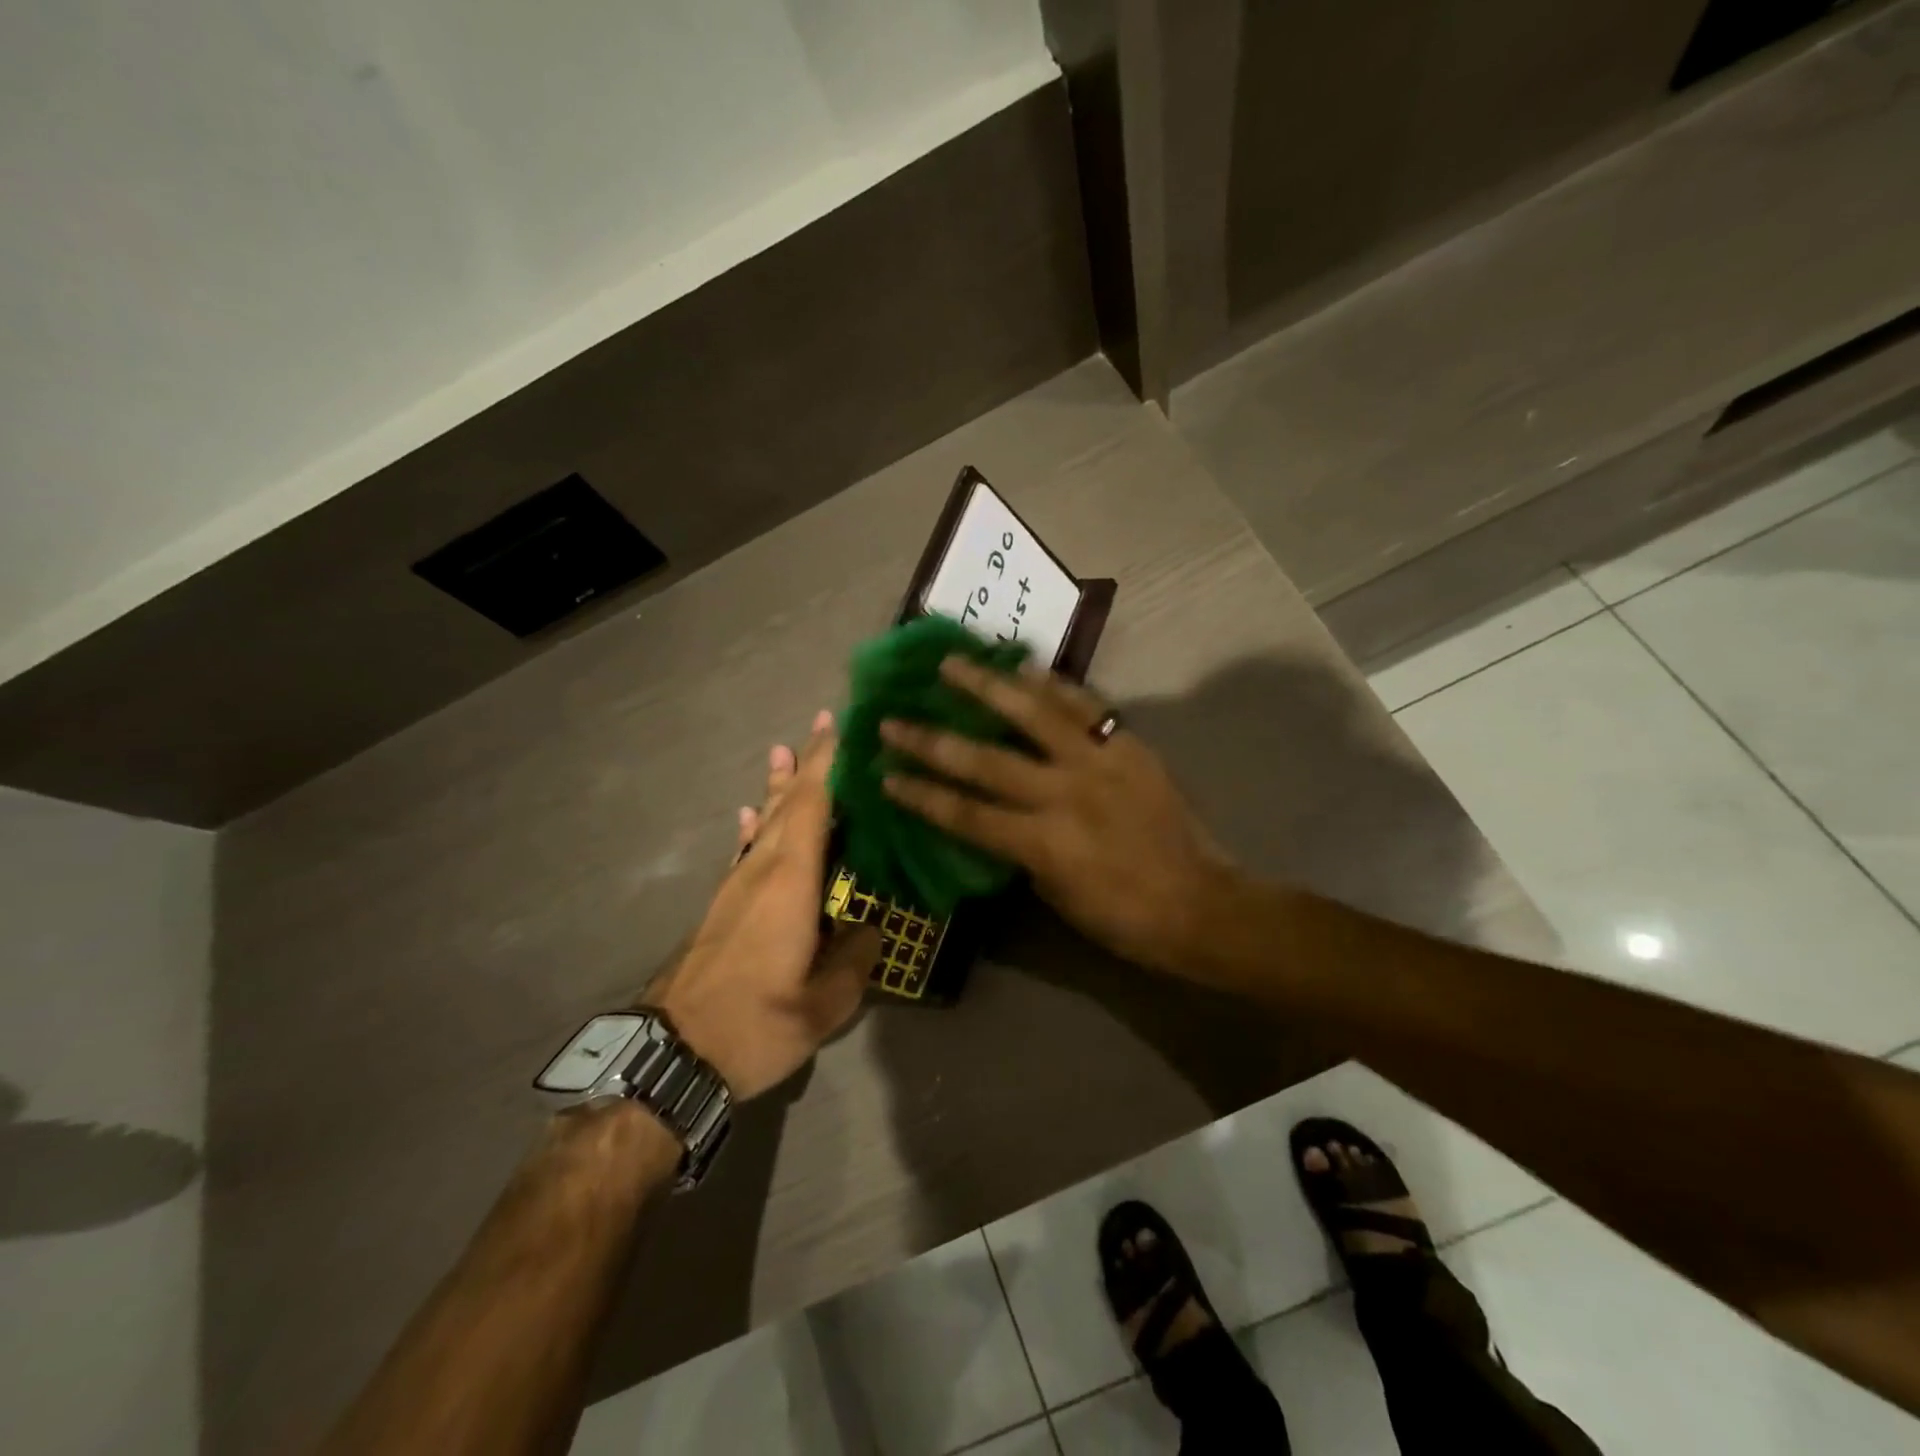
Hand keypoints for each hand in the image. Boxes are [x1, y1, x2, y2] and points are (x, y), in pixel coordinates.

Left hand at [643, 711, 879, 1100]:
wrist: (673, 1054)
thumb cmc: (754, 1026)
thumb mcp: (822, 1005)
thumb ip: (855, 961)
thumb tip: (871, 928)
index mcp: (790, 883)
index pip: (812, 806)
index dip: (827, 764)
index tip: (841, 727)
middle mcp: (762, 871)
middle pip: (788, 804)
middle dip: (807, 762)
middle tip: (823, 723)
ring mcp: (737, 885)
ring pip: (765, 821)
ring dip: (779, 785)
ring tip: (783, 751)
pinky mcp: (724, 904)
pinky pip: (745, 848)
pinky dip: (754, 824)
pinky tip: (751, 813)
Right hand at [878, 659, 1234, 974]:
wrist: (1200, 904)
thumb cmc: (1122, 917)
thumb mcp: (1055, 894)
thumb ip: (1019, 850)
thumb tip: (994, 816)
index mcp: (1041, 843)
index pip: (964, 813)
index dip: (920, 794)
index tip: (884, 773)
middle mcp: (1063, 794)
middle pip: (984, 760)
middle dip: (931, 740)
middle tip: (893, 718)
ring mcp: (1098, 762)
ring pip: (1032, 713)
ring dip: (986, 686)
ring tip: (951, 662)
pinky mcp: (1128, 745)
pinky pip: (1085, 705)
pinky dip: (1053, 684)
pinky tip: (1025, 666)